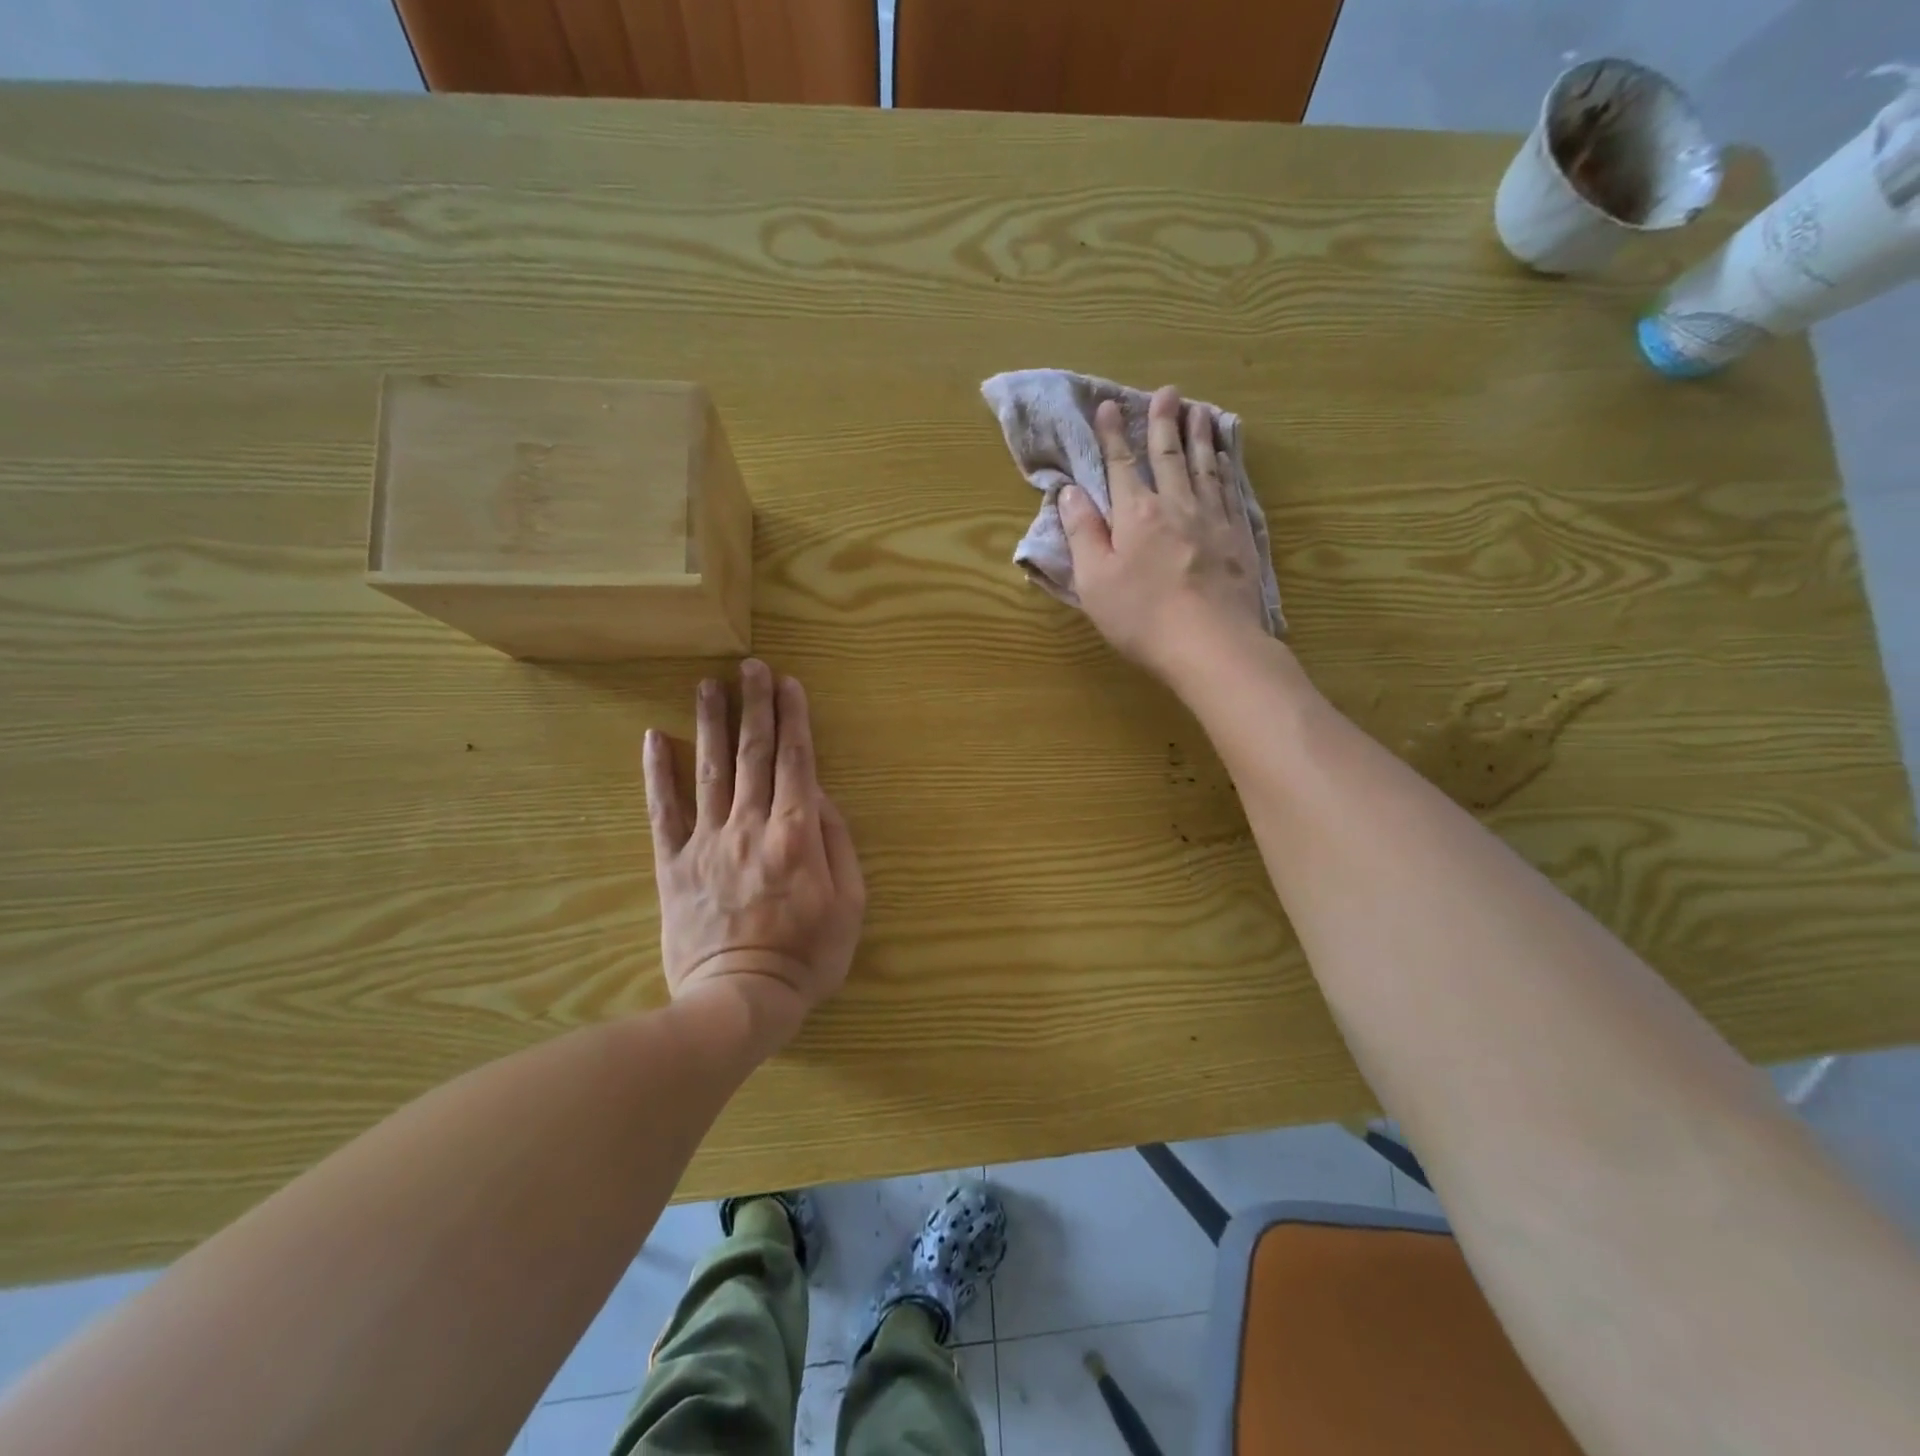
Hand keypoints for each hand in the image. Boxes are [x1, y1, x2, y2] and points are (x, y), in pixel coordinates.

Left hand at [643, 660, 865, 1051]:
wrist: (739, 1001)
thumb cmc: (807, 956)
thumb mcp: (849, 904)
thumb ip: (838, 843)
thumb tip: (820, 796)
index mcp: (796, 833)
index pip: (797, 761)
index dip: (794, 719)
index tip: (789, 683)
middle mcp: (750, 825)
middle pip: (754, 754)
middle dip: (755, 706)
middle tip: (751, 666)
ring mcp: (707, 842)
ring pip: (710, 770)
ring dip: (710, 723)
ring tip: (707, 684)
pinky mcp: (674, 864)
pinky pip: (663, 812)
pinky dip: (657, 773)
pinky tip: (652, 738)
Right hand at [1058, 386, 1269, 678]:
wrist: (1210, 644)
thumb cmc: (1141, 617)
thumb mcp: (1095, 580)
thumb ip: (1082, 533)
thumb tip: (1071, 492)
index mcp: (1136, 515)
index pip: (1120, 466)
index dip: (1111, 435)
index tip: (1106, 406)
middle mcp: (1176, 505)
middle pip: (1168, 456)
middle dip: (1163, 422)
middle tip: (1167, 392)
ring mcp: (1213, 519)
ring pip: (1205, 466)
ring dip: (1200, 436)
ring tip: (1199, 411)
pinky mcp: (1239, 538)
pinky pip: (1231, 490)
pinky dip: (1226, 468)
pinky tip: (1226, 458)